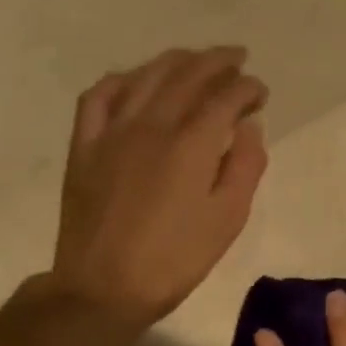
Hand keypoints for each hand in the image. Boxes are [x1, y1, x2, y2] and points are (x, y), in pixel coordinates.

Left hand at [48, 47, 268, 333]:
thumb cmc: (176, 257)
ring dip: (176, 61)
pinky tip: (136, 80)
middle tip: (237, 58)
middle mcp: (152, 125)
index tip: (261, 93)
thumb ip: (245, 165)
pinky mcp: (85, 145)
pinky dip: (122, 79)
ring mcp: (113, 131)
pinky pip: (99, 96)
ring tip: (195, 59)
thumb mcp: (228, 218)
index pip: (226, 97)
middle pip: (188, 75)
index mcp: (191, 144)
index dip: (248, 88)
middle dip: (217, 62)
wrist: (103, 287)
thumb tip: (249, 126)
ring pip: (146, 76)